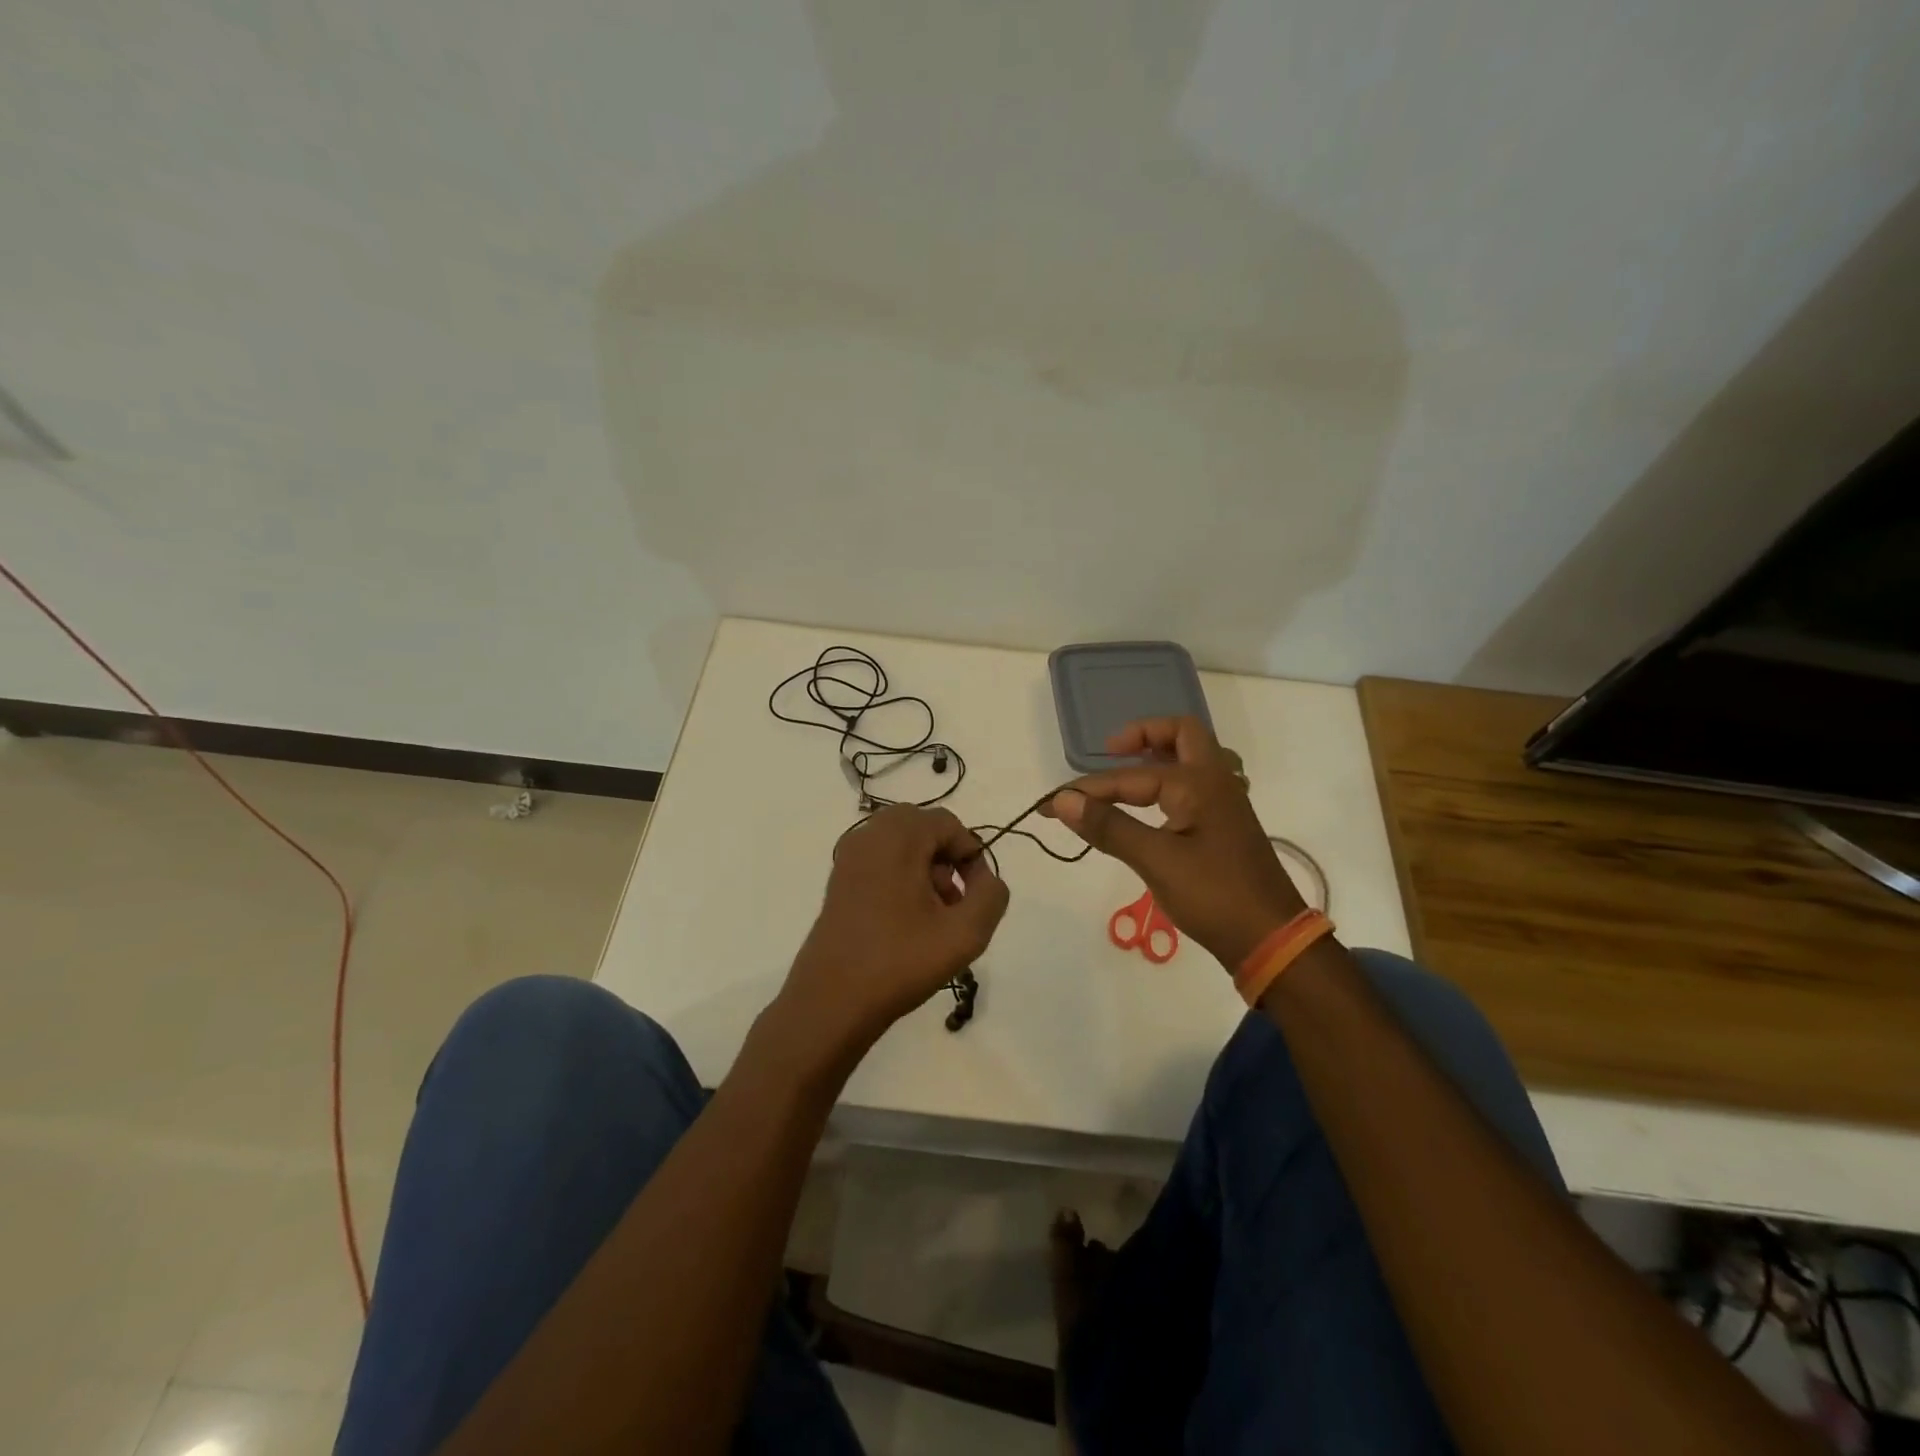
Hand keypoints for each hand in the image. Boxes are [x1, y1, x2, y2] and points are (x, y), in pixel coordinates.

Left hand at [776, 805, 1010, 1059]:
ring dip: (926, 869)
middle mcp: (868, 835)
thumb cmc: (899, 962)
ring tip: (934, 917)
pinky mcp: (839, 880)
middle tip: (953, 902)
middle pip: (923, 829)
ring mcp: (848, 857)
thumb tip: (984, 878)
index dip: (971, 856)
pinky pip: (882, 861)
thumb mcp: (966, 933)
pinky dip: (902, 877)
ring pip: (902, 844)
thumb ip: (991, 895)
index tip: (976, 896)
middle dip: (947, 859)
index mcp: (896, 837)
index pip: (948, 824)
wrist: (831, 1001)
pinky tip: (907, 921)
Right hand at [1041, 716, 1306, 970]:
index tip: (1051, 805)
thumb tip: (1063, 801)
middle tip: (1110, 752)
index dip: (1088, 790)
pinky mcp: (1225, 825)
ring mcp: (1225, 802)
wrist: (1271, 939)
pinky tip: (1154, 803)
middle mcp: (1216, 781)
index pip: (1129, 778)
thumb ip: (1109, 827)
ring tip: (1127, 771)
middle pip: (1182, 734)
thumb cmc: (1214, 896)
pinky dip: (1171, 780)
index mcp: (1198, 783)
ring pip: (1193, 758)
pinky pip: (1197, 783)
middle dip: (1142, 736)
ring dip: (1160, 755)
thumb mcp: (1156, 861)